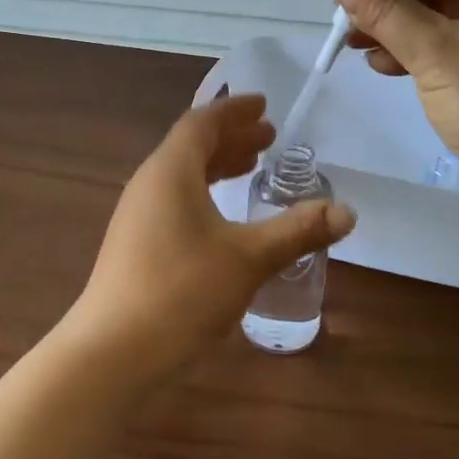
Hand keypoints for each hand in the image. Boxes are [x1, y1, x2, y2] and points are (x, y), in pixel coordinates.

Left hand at [64, 94, 355, 385]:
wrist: (111, 354)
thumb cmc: (181, 292)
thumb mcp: (248, 258)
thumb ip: (297, 231)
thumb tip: (347, 212)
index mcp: (170, 171)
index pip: (202, 123)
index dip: (234, 110)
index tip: (263, 105)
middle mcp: (149, 183)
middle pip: (191, 146)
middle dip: (232, 138)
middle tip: (269, 138)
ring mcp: (137, 215)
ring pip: (182, 174)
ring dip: (218, 166)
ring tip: (252, 169)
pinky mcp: (135, 244)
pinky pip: (174, 199)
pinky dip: (204, 193)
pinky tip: (224, 219)